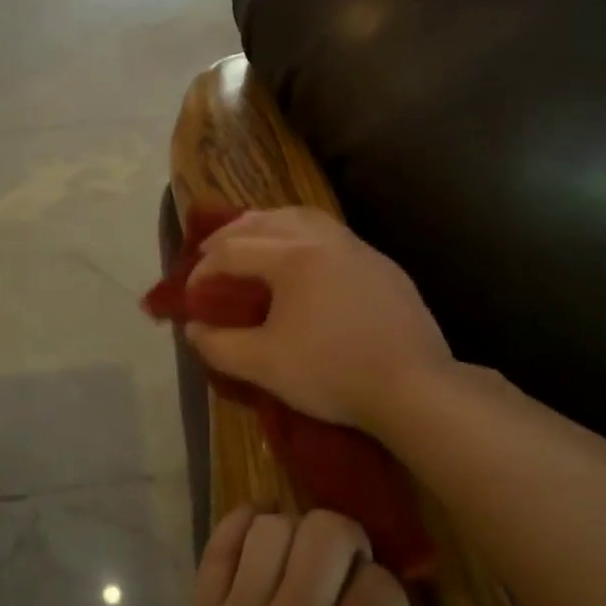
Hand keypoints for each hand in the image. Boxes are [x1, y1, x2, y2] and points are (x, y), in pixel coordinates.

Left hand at [151, 506, 448, 605]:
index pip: (380, 586)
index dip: (391, 594)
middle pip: (326, 535)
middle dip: (351, 541)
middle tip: (348, 574)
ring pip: (272, 529)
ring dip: (298, 534)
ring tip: (303, 563)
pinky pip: (218, 547)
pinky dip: (243, 524)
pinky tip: (261, 532)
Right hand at [185, 207, 454, 436]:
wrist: (414, 387)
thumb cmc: (333, 373)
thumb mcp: (264, 366)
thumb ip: (219, 345)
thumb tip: (194, 328)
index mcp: (293, 256)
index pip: (232, 250)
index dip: (202, 271)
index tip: (191, 298)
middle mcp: (324, 239)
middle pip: (266, 220)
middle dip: (231, 235)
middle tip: (210, 256)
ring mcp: (359, 248)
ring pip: (304, 218)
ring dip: (269, 226)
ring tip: (253, 244)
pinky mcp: (382, 265)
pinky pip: (332, 235)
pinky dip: (303, 237)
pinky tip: (304, 263)